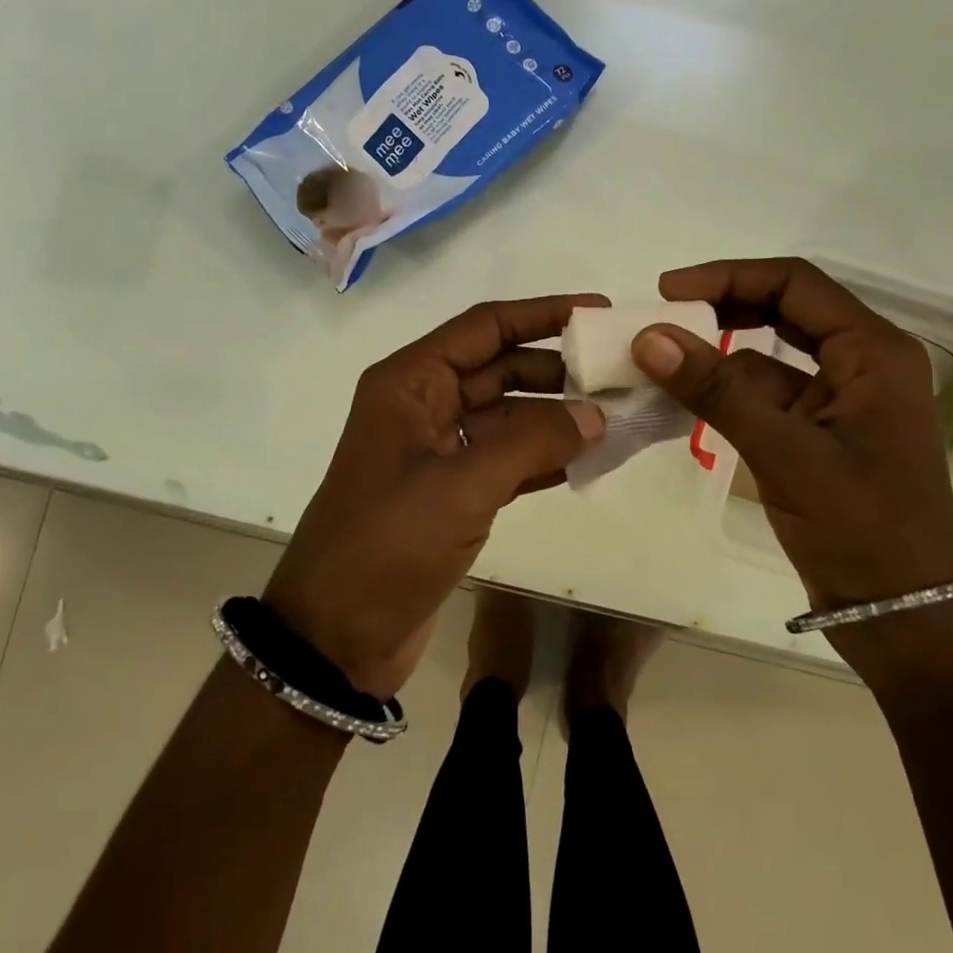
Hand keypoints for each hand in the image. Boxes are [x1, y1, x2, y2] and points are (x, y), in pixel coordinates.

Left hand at [264, 296, 606, 698]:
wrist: (334, 640)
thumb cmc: (386, 544)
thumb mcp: (461, 485)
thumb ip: (533, 442)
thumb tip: (596, 415)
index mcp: (410, 382)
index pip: (485, 327)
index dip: (542, 313)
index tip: (597, 312)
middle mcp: (424, 405)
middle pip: (501, 367)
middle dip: (557, 368)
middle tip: (618, 372)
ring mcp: (438, 450)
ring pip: (509, 415)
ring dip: (557, 414)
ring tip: (617, 413)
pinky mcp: (452, 492)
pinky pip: (508, 458)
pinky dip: (545, 455)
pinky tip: (589, 458)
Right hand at [629, 258, 952, 620]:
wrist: (906, 620)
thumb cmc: (863, 530)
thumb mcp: (785, 452)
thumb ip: (716, 390)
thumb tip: (649, 336)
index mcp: (873, 351)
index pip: (794, 284)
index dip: (728, 276)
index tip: (668, 290)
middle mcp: (861, 363)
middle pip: (784, 310)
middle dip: (722, 308)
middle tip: (662, 317)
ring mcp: (840, 400)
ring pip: (770, 355)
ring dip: (719, 355)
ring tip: (659, 359)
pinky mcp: (819, 433)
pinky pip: (766, 395)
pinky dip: (726, 394)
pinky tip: (685, 401)